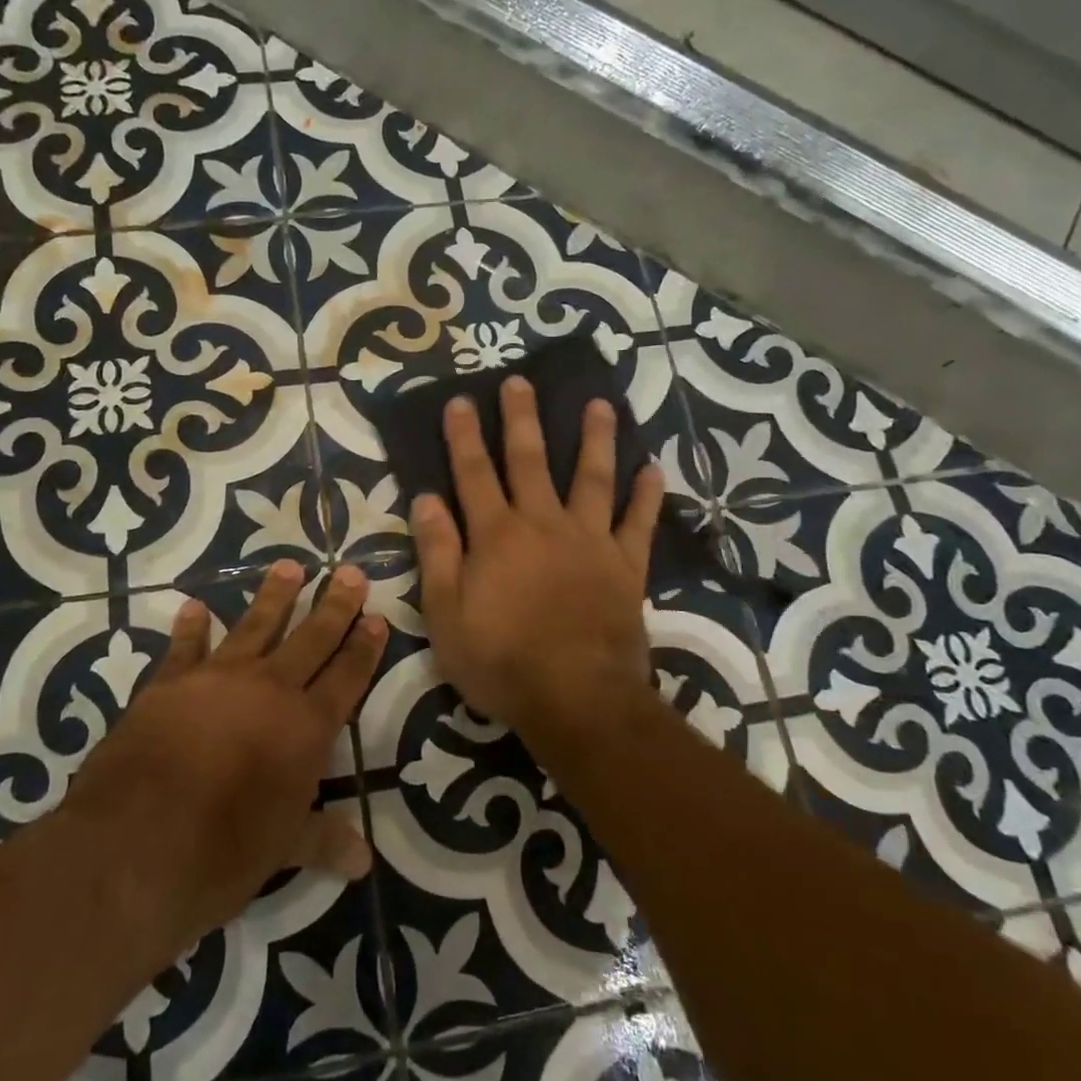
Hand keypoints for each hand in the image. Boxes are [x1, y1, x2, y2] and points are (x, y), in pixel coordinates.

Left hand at [64, 559, 385, 951]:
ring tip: (290, 565)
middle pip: (311, 638)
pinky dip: (191, 627)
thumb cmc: (222, 853)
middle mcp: (269, 690)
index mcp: (305, 728)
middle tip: (349, 572)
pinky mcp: (169, 683)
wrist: (134, 845)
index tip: (377, 617)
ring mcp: (217, 679)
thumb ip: (322, 840)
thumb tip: (363, 861)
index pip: (346, 677)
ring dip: (275, 595)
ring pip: (255, 625)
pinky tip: (194, 607)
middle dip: (334, 605)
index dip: (364, 648)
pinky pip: (185, 646)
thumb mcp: (282, 851)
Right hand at [411, 376, 663, 748]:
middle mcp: (543, 524)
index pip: (473, 473)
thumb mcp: (447, 614)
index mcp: (497, 535)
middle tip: (519, 381)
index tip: (460, 400)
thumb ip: (437, 553)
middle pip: (530, 460)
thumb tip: (427, 499)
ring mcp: (590, 541)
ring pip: (592, 478)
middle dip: (522, 418)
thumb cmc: (501, 660)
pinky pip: (638, 523)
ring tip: (600, 404)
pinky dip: (646, 496)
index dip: (464, 436)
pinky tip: (653, 470)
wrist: (576, 698)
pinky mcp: (625, 566)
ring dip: (595, 439)